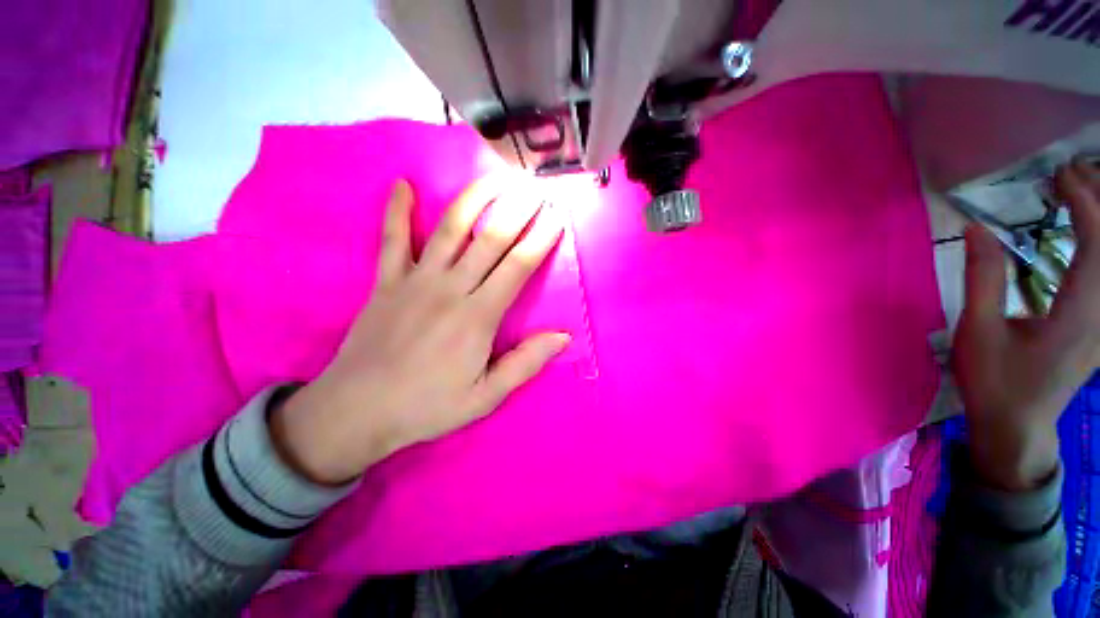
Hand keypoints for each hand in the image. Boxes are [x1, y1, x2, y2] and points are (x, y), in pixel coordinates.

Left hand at [271, 177, 569, 484]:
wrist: (357, 411)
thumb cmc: (427, 407)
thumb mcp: (485, 397)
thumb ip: (525, 364)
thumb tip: (562, 337)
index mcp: (477, 317)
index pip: (518, 267)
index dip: (540, 238)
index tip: (556, 215)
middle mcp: (450, 289)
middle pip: (491, 239)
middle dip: (518, 209)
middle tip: (535, 186)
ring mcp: (415, 280)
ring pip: (450, 229)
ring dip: (475, 199)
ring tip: (494, 177)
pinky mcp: (387, 281)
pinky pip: (392, 239)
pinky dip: (398, 211)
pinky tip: (402, 185)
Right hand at [953, 158, 1099, 490]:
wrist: (1018, 426)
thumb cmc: (995, 382)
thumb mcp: (978, 332)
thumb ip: (982, 279)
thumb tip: (978, 229)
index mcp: (1079, 314)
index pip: (1096, 244)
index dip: (1084, 203)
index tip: (1059, 176)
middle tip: (1074, 171)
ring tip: (1084, 189)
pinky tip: (1089, 230)